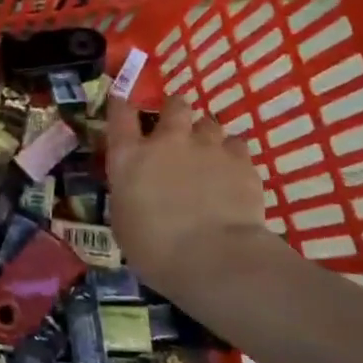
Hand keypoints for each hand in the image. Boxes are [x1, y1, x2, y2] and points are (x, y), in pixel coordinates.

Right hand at [105, 95, 274, 300]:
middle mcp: (167, 141)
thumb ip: (128, 193)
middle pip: (174, 105)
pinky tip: (232, 170)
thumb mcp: (123, 221)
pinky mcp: (241, 162)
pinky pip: (237, 145)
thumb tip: (135, 189)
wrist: (213, 259)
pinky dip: (232, 154)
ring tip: (208, 152)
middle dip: (175, 110)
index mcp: (130, 156)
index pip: (120, 114)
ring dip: (206, 134)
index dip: (121, 105)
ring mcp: (207, 148)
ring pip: (209, 123)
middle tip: (177, 126)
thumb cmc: (154, 248)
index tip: (122, 104)